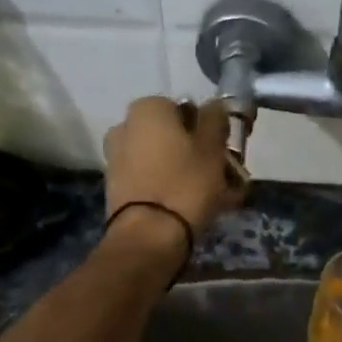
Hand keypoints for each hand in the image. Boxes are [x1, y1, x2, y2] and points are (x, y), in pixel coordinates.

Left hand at [102, 97, 242, 240]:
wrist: (148, 236)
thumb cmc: (185, 183)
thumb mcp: (212, 147)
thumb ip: (215, 119)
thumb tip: (213, 106)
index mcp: (147, 109)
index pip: (185, 108)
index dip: (208, 128)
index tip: (224, 150)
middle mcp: (125, 126)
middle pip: (172, 135)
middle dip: (197, 152)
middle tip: (224, 175)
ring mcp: (117, 158)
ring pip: (163, 159)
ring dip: (187, 172)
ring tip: (214, 197)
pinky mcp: (117, 188)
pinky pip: (152, 180)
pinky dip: (172, 188)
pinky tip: (193, 207)